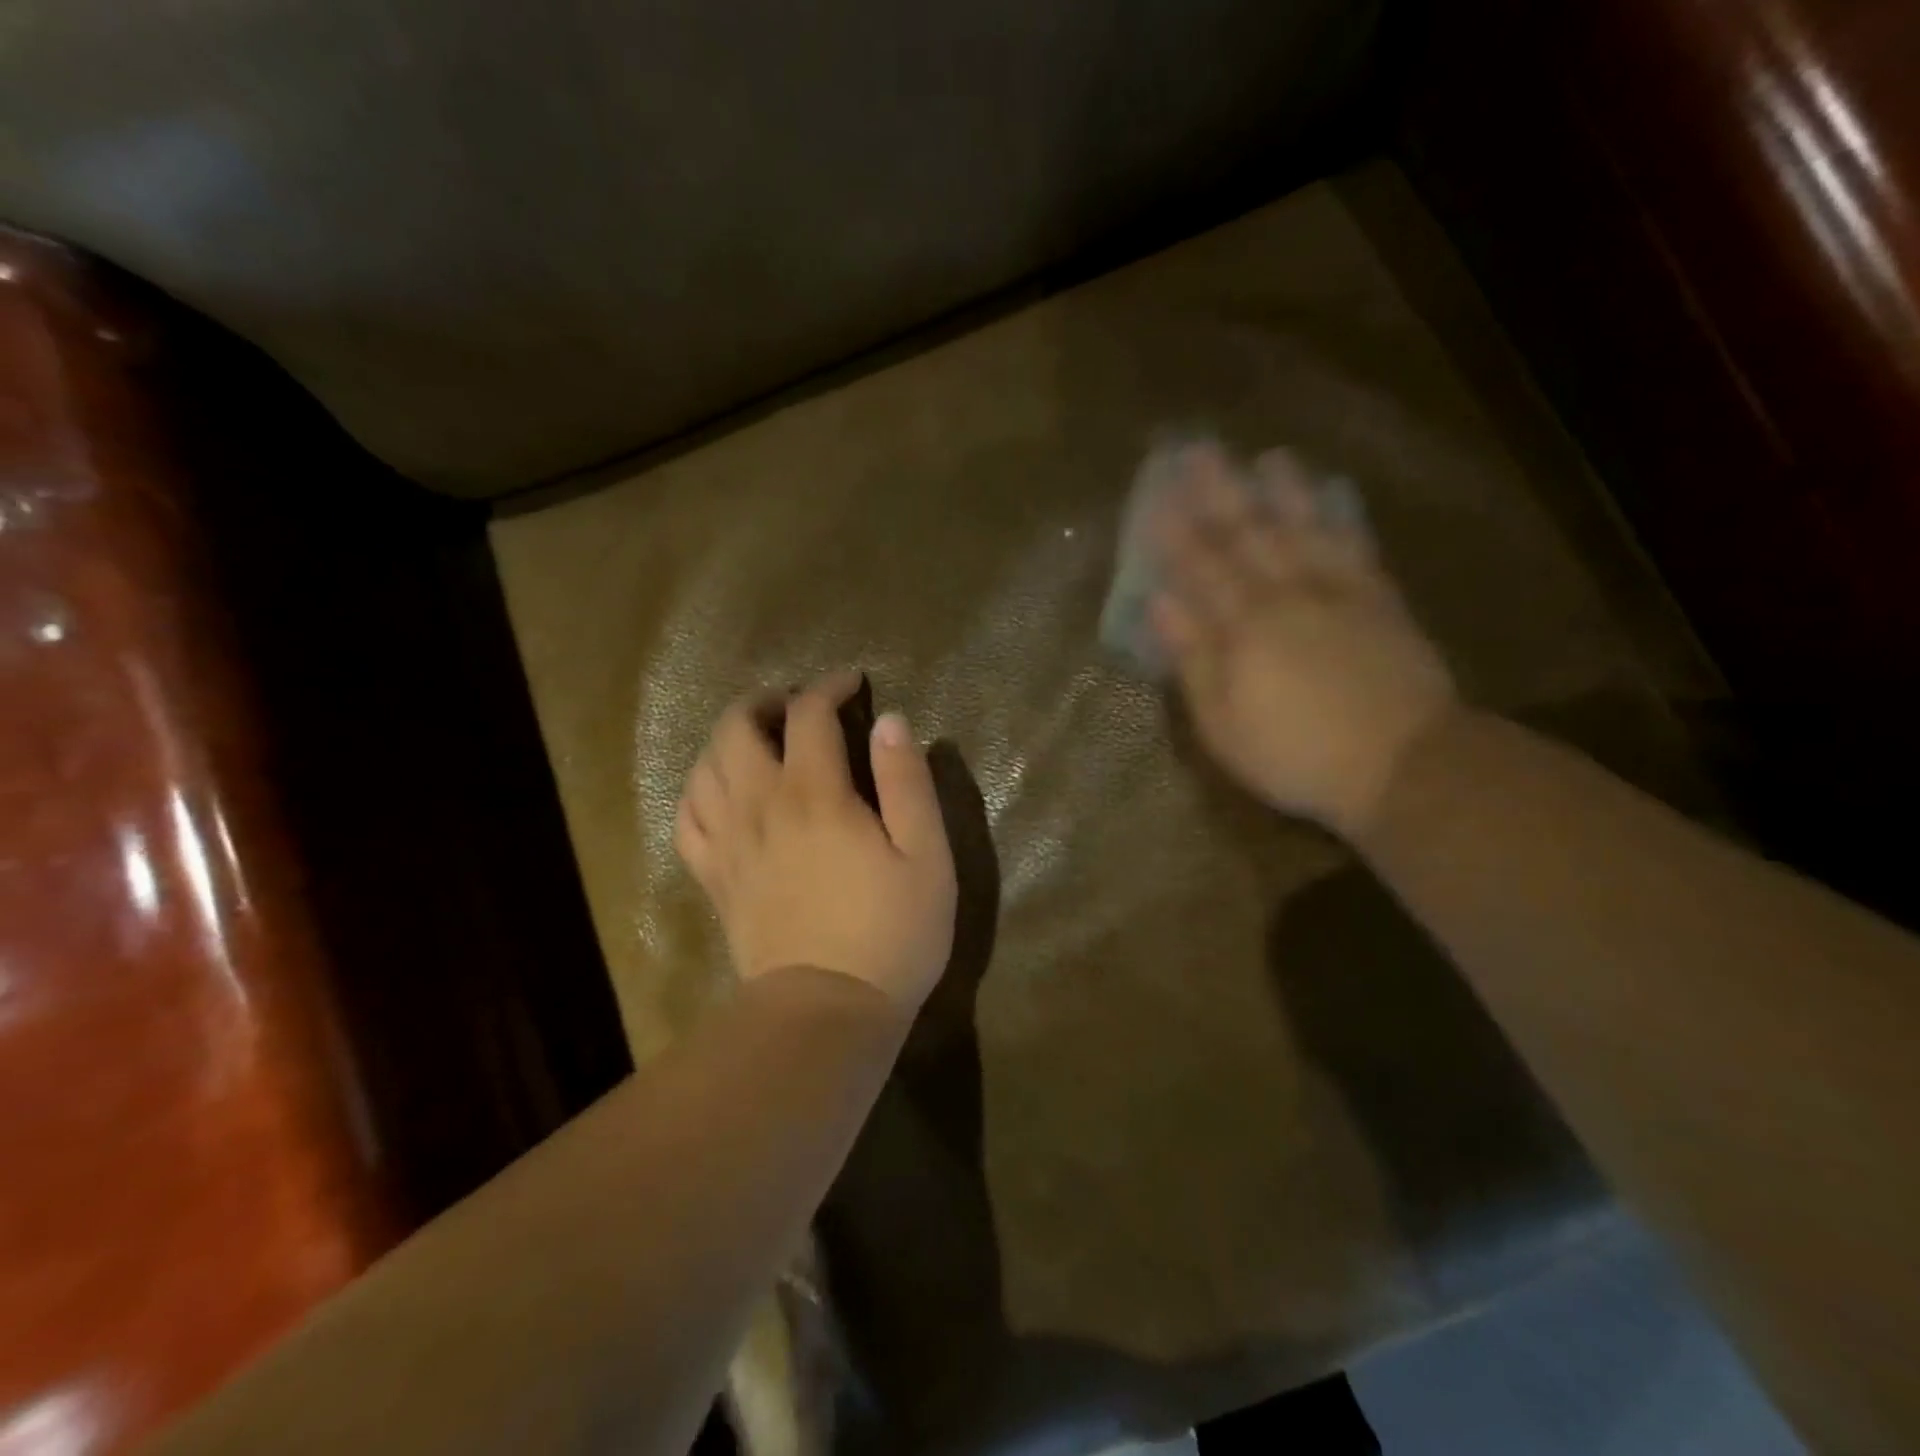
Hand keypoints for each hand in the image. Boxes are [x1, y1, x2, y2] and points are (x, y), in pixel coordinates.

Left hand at [674, 673, 956, 1012]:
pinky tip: (721, 791)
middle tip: (797, 705)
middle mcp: (760, 806)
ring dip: (729, 738)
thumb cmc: (890, 933)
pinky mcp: (714, 877)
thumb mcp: (926, 856)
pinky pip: (687, 817)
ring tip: (759, 740)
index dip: (829, 687)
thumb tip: (892, 722)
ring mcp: (728, 842)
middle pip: (738, 727)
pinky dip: (699, 789)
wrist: (826, 1012)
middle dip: (766, 701)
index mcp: (815, 794)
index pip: (809, 714)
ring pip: (705, 765)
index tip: (852, 683)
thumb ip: (907, 782)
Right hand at [1150, 445, 1458, 838]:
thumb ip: (1193, 660)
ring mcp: (1339, 594)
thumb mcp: (1223, 723)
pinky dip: (1341, 519)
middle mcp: (1287, 596)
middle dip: (1220, 492)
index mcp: (1243, 628)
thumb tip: (1161, 605)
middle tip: (1200, 450)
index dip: (1175, 531)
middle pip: (1248, 535)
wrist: (1404, 763)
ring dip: (1284, 492)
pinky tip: (1332, 499)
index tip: (1155, 495)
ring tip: (1270, 457)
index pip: (1200, 567)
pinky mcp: (1381, 602)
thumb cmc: (1295, 754)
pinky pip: (1356, 548)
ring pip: (1305, 530)